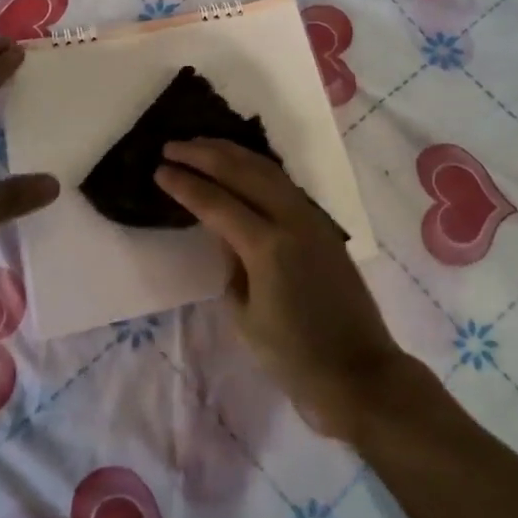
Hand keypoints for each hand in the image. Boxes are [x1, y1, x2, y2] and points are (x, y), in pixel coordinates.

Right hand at [156, 139, 406, 439]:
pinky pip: (284, 183)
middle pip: (243, 171)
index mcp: (267, 247)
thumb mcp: (246, 316)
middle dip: (205, 154)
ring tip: (202, 145)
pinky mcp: (322, 225)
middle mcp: (291, 220)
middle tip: (173, 146)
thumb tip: (225, 232)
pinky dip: (256, 167)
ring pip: (267, 169)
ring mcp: (311, 218)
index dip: (185, 184)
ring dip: (232, 153)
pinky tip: (241, 165)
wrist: (359, 372)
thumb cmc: (294, 358)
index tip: (159, 168)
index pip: (216, 203)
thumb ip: (231, 264)